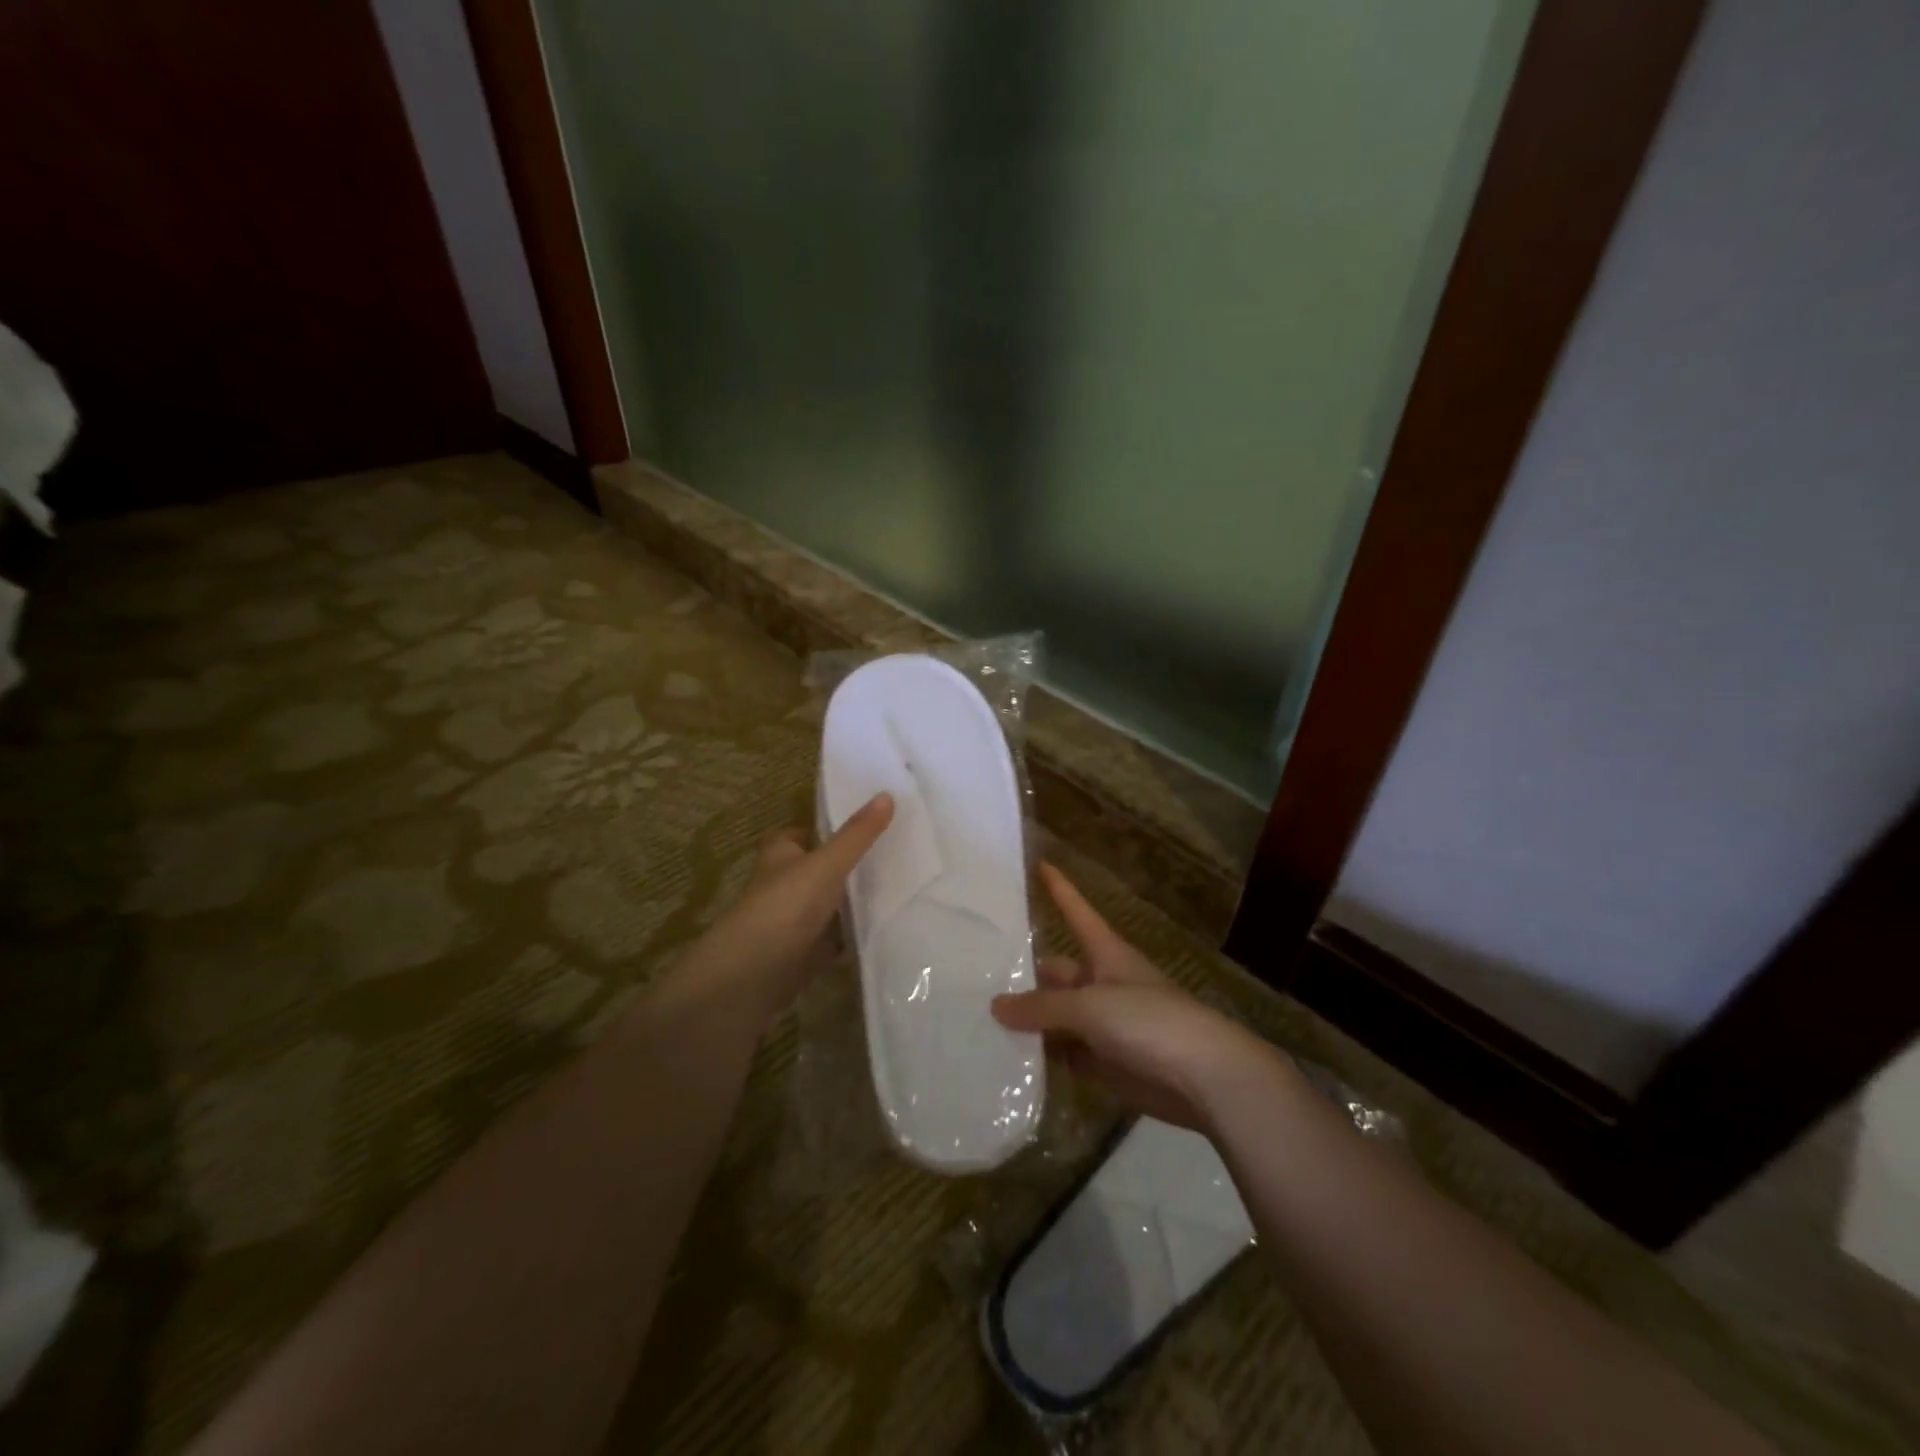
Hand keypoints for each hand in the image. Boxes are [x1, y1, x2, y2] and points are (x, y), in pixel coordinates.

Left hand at [678, 793, 893, 1024]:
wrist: (753, 974)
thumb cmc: (785, 906)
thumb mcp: (827, 863)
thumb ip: (858, 834)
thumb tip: (887, 794)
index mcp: (781, 853)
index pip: (805, 832)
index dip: (830, 828)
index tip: (868, 825)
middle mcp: (785, 883)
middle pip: (822, 868)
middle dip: (852, 864)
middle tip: (898, 852)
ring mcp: (795, 919)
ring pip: (831, 903)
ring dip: (856, 899)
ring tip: (905, 884)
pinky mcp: (805, 952)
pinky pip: (837, 937)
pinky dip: (856, 933)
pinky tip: (888, 925)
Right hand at [992, 863, 1272, 1131]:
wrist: (1205, 1079)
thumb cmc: (1150, 1022)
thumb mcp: (1090, 1006)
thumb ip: (1042, 1007)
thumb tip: (996, 1006)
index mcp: (1107, 954)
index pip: (1077, 912)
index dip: (1059, 889)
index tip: (1039, 863)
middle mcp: (1103, 984)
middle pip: (1057, 972)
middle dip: (1024, 974)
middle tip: (977, 975)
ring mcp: (1106, 1025)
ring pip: (1058, 1016)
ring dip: (1029, 1021)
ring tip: (980, 1019)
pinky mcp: (1108, 1063)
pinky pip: (1066, 1055)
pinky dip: (1043, 1057)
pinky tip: (1008, 1061)